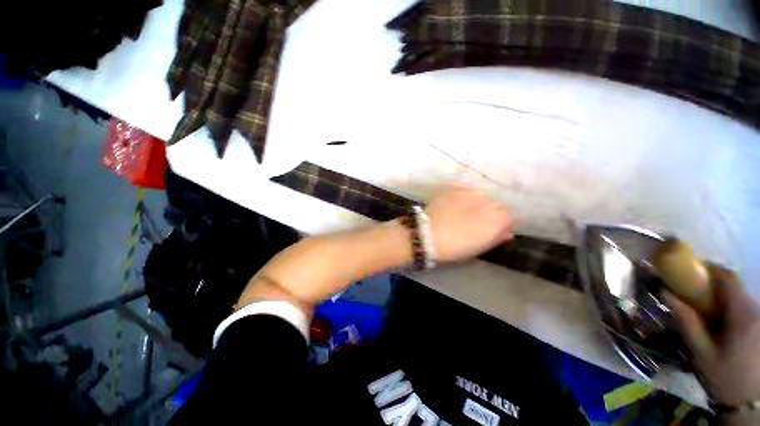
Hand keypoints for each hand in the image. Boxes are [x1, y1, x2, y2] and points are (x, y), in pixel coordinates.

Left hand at [424, 187, 514, 262]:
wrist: (429, 234)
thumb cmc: (456, 247)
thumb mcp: (480, 248)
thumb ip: (497, 238)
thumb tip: (507, 232)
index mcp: (499, 218)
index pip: (510, 217)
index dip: (502, 224)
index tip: (492, 230)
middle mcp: (489, 201)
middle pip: (497, 204)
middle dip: (491, 212)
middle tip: (476, 222)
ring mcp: (470, 192)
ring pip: (481, 196)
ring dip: (477, 203)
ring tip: (463, 212)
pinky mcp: (454, 188)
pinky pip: (464, 192)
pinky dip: (462, 198)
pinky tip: (452, 206)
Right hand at [663, 266, 759, 408]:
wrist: (749, 401)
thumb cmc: (723, 375)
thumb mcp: (700, 352)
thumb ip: (686, 321)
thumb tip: (666, 293)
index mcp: (741, 314)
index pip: (728, 277)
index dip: (710, 267)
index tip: (690, 269)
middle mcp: (755, 310)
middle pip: (735, 286)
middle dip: (713, 284)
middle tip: (692, 292)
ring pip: (739, 297)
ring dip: (721, 296)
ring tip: (703, 309)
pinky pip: (744, 307)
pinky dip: (729, 307)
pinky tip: (719, 322)